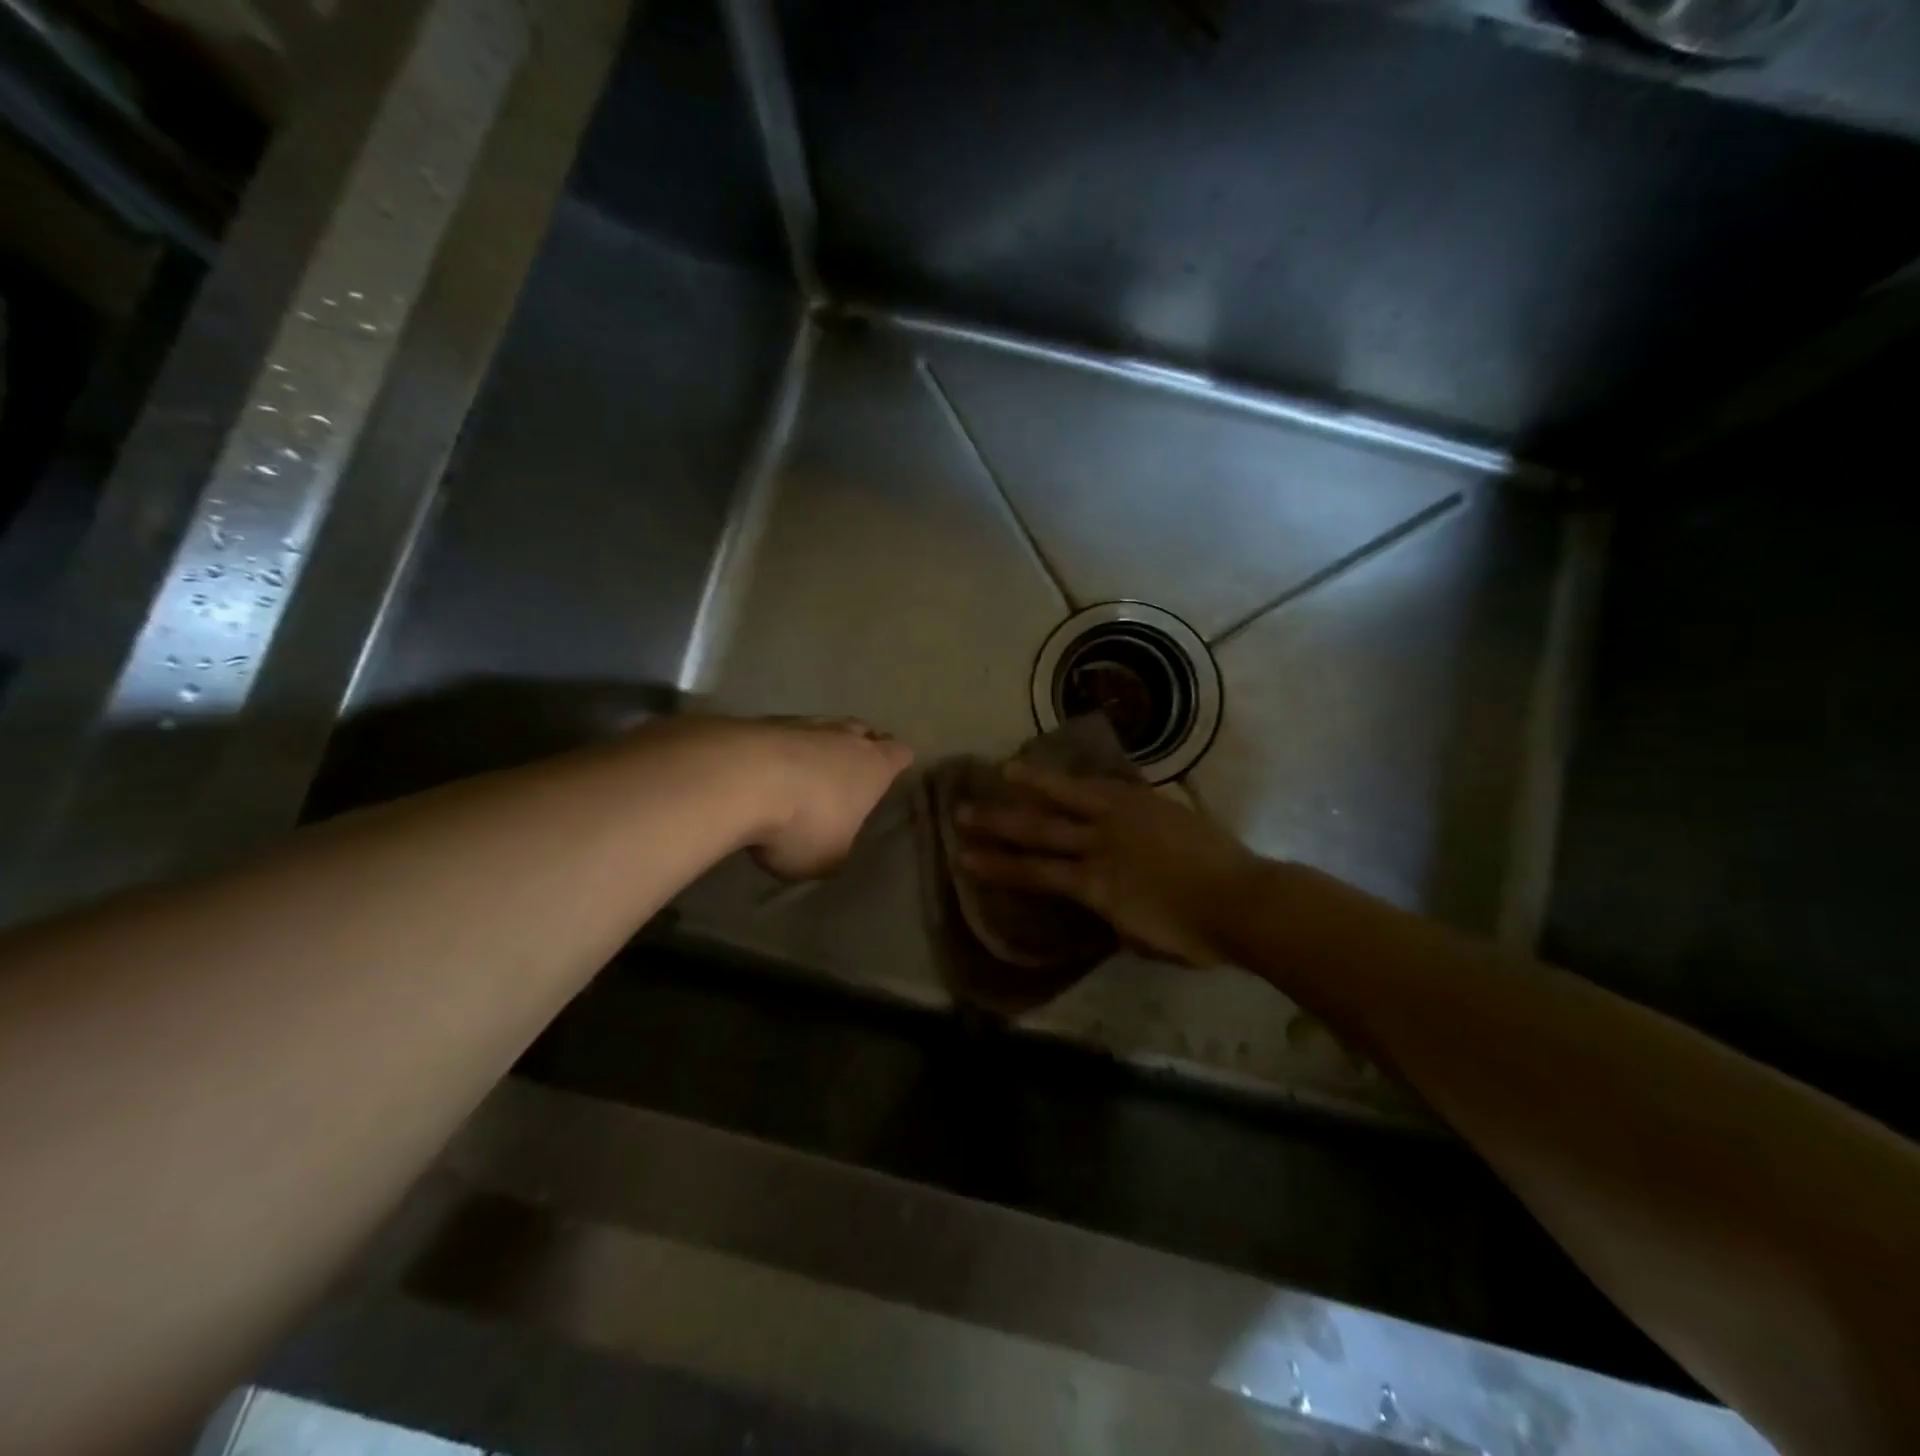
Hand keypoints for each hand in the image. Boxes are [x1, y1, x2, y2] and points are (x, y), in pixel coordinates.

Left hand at [746, 716, 913, 879]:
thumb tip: (834, 845)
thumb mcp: (828, 858)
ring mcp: (804, 724)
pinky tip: (765, 768)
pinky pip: (782, 733)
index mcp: (874, 767)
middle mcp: (845, 737)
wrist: (739, 780)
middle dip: (860, 747)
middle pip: (863, 732)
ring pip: (823, 727)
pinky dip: (779, 748)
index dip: (897, 763)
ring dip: (817, 746)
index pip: (899, 754)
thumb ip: (839, 849)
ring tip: (804, 769)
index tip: (890, 774)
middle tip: (849, 771)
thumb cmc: (802, 824)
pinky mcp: (763, 722)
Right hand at [956, 763, 1263, 966]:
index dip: (998, 866)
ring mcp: (1122, 819)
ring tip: (1002, 772)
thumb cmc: (1193, 933)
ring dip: (1031, 786)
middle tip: (963, 812)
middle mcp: (1099, 847)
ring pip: (1067, 798)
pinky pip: (1104, 786)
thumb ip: (1111, 915)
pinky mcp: (1146, 802)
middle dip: (998, 824)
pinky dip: (1078, 780)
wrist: (1243, 900)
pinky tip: (1064, 773)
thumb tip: (1099, 902)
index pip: (1034, 874)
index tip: (965, 858)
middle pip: (1039, 831)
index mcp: (1095, 888)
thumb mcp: (1140, 938)